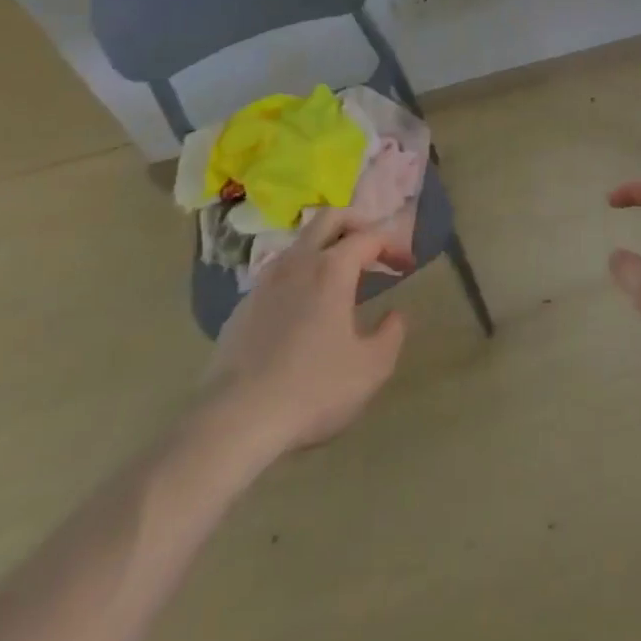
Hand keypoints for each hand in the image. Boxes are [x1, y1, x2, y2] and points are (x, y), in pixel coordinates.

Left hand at [201, 211, 409, 465]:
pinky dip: (299, 277)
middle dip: (357, 224)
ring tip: (340, 279)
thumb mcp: (371, 368)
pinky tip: (303, 310)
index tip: (407, 266)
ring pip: (300, 243)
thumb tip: (394, 315)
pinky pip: (278, 274)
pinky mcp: (242, 307)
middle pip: (330, 218)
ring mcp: (264, 282)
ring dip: (325, 249)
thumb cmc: (312, 389)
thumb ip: (392, 333)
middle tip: (373, 248)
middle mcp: (298, 262)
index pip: (370, 236)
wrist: (233, 422)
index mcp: (332, 268)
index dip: (394, 245)